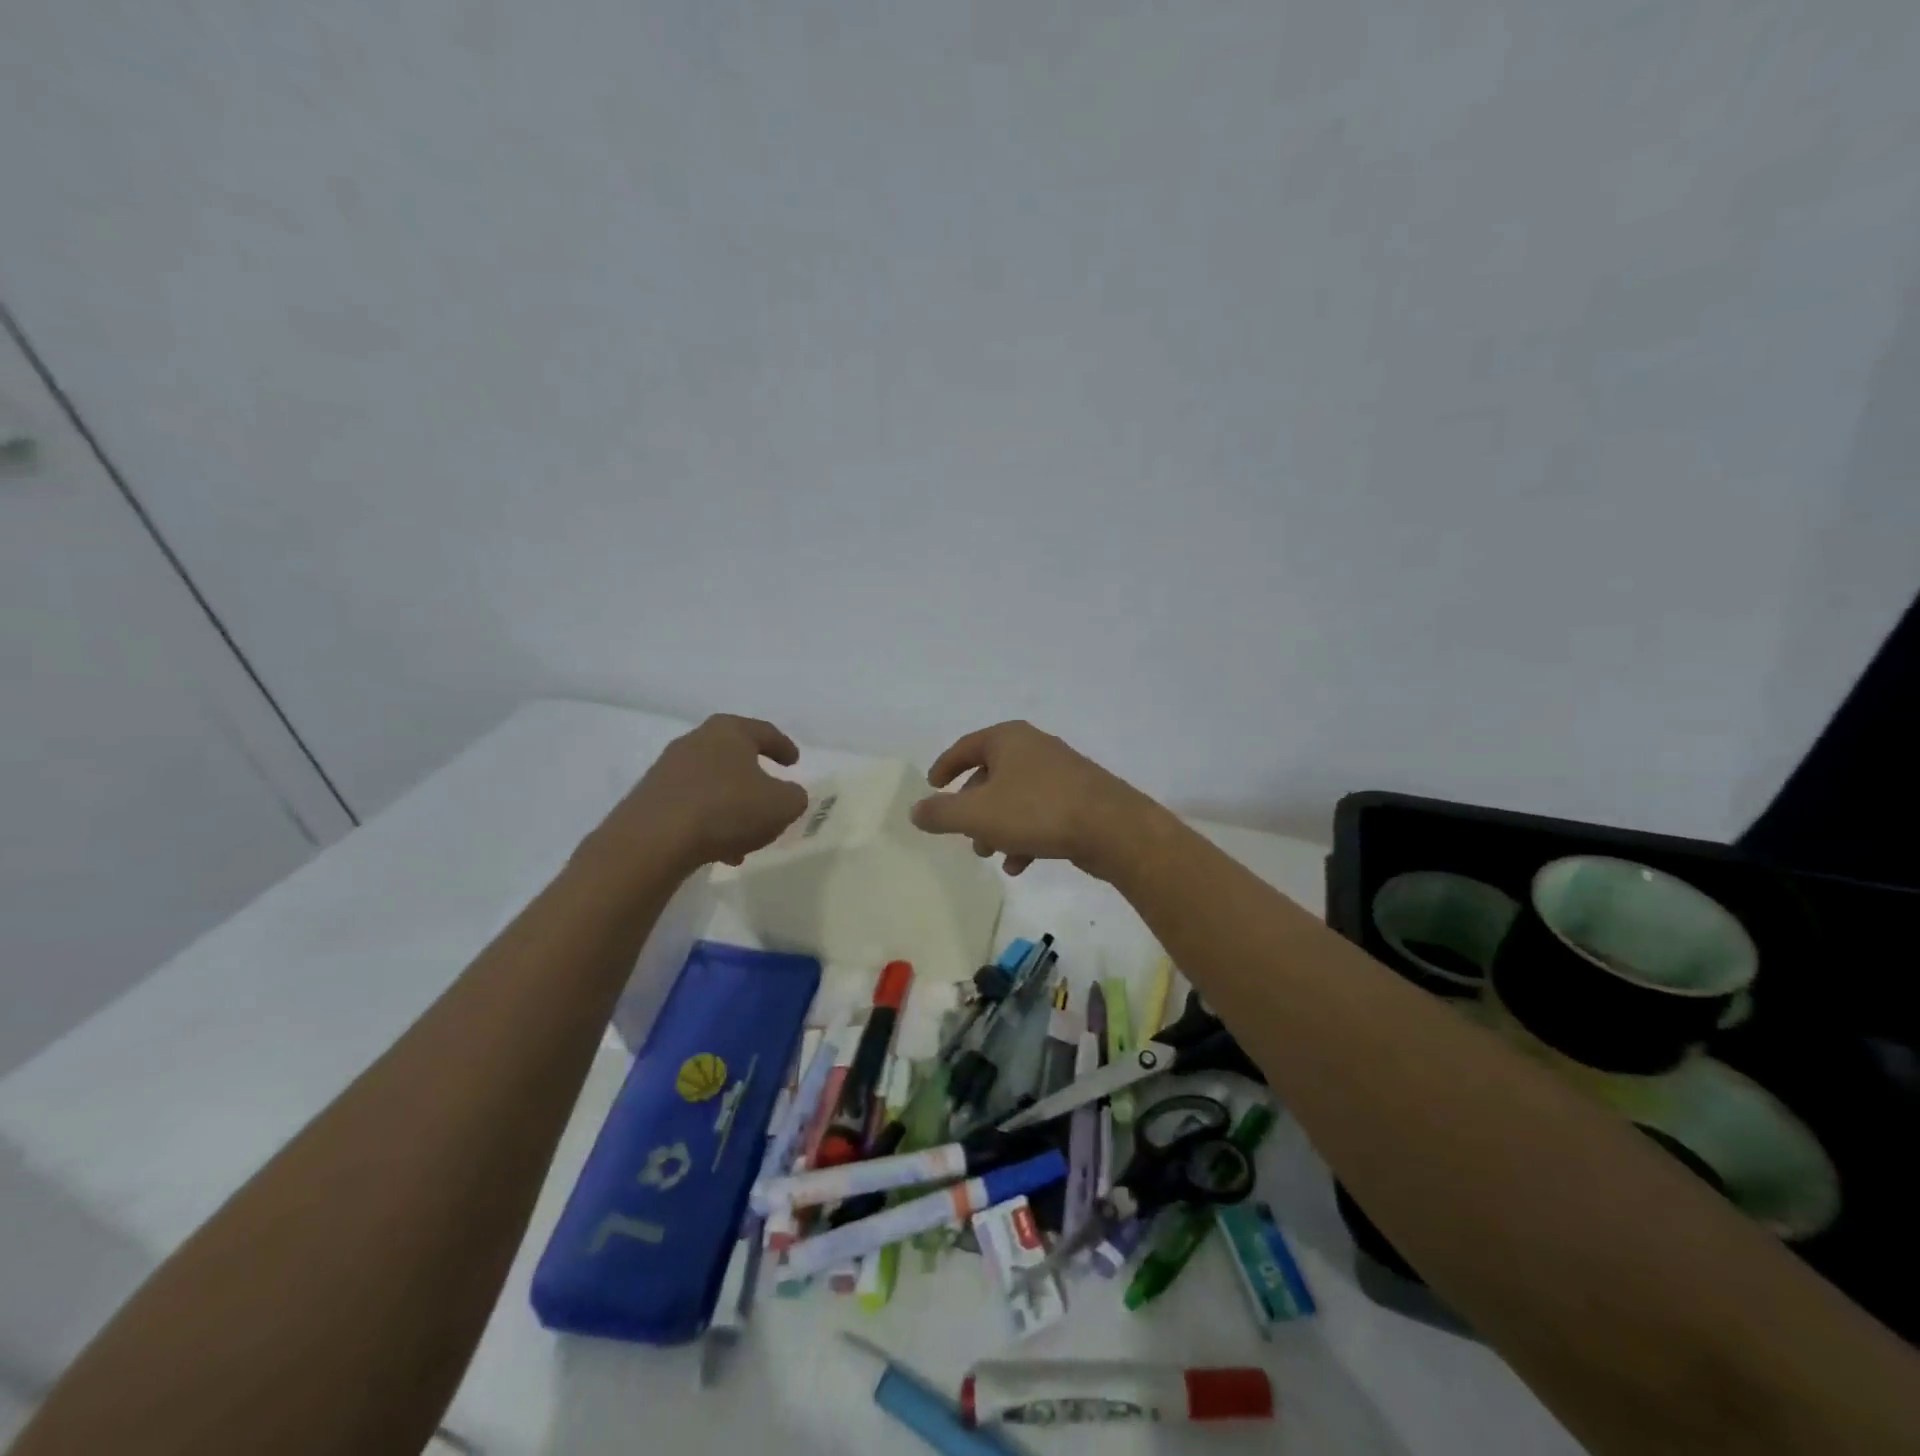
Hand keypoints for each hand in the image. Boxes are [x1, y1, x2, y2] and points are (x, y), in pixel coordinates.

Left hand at [595, 715, 808, 873]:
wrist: (653, 840)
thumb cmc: (727, 809)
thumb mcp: (781, 805)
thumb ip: (794, 797)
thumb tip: (789, 795)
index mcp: (729, 731)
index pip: (764, 732)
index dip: (783, 747)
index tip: (794, 762)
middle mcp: (695, 741)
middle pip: (734, 756)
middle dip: (754, 777)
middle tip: (771, 795)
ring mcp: (667, 769)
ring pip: (713, 784)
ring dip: (732, 806)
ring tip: (747, 838)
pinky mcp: (650, 798)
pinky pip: (691, 805)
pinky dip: (709, 822)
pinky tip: (720, 850)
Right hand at [909, 721, 1166, 878]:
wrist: (1112, 827)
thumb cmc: (1036, 811)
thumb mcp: (977, 814)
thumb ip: (941, 813)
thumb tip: (915, 810)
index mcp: (1008, 739)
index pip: (965, 747)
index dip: (944, 767)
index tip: (932, 786)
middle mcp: (1034, 747)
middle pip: (991, 774)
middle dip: (973, 808)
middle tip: (963, 834)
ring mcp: (1060, 771)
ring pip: (1015, 798)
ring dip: (997, 826)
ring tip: (990, 854)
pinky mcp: (1079, 797)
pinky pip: (1040, 812)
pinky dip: (1024, 834)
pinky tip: (1020, 864)